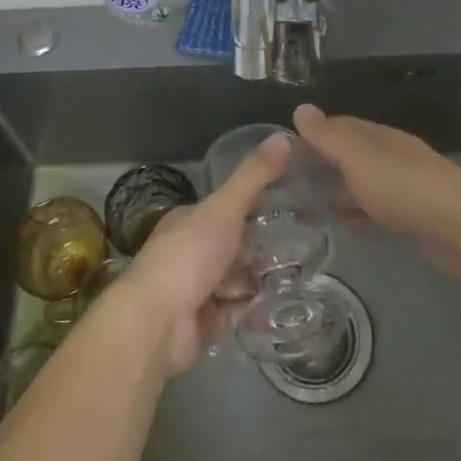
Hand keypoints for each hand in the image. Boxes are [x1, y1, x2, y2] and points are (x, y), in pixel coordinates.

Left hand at [111, 133, 288, 374]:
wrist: (157, 323)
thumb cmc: (187, 256)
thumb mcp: (224, 208)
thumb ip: (253, 177)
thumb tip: (282, 137)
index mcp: (188, 220)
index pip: (224, 208)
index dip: (253, 206)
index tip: (289, 205)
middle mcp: (189, 252)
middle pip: (232, 245)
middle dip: (260, 246)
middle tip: (304, 242)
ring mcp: (195, 288)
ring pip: (235, 278)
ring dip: (259, 277)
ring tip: (300, 271)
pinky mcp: (204, 322)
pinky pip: (235, 310)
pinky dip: (253, 307)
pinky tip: (282, 302)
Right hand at [293, 103, 460, 269]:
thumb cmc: (404, 186)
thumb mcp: (358, 156)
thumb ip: (328, 136)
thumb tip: (301, 108)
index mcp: (378, 137)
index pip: (340, 125)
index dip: (314, 133)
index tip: (284, 150)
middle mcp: (390, 156)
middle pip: (351, 155)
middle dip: (323, 165)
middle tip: (288, 183)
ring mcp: (403, 187)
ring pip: (362, 184)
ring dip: (338, 191)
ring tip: (304, 207)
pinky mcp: (412, 218)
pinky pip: (375, 212)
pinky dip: (357, 215)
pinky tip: (342, 227)